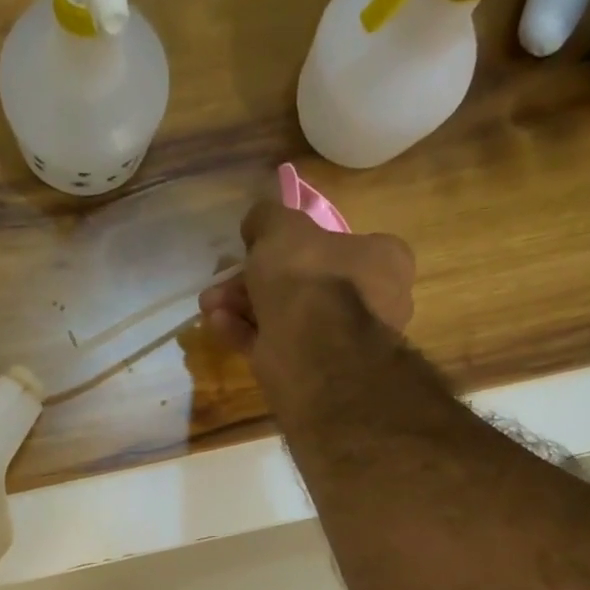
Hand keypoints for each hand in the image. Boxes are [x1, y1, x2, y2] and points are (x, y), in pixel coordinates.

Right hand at [198, 200, 415, 364]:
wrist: (313, 354)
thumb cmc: (309, 280)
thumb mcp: (283, 229)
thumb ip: (268, 218)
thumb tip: (257, 223)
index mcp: (380, 260)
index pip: (338, 244)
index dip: (294, 243)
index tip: (258, 245)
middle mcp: (369, 301)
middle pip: (302, 282)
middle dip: (254, 279)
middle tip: (222, 277)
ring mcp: (339, 341)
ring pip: (284, 315)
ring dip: (242, 305)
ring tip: (208, 302)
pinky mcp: (311, 371)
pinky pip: (274, 344)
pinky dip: (245, 333)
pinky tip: (217, 323)